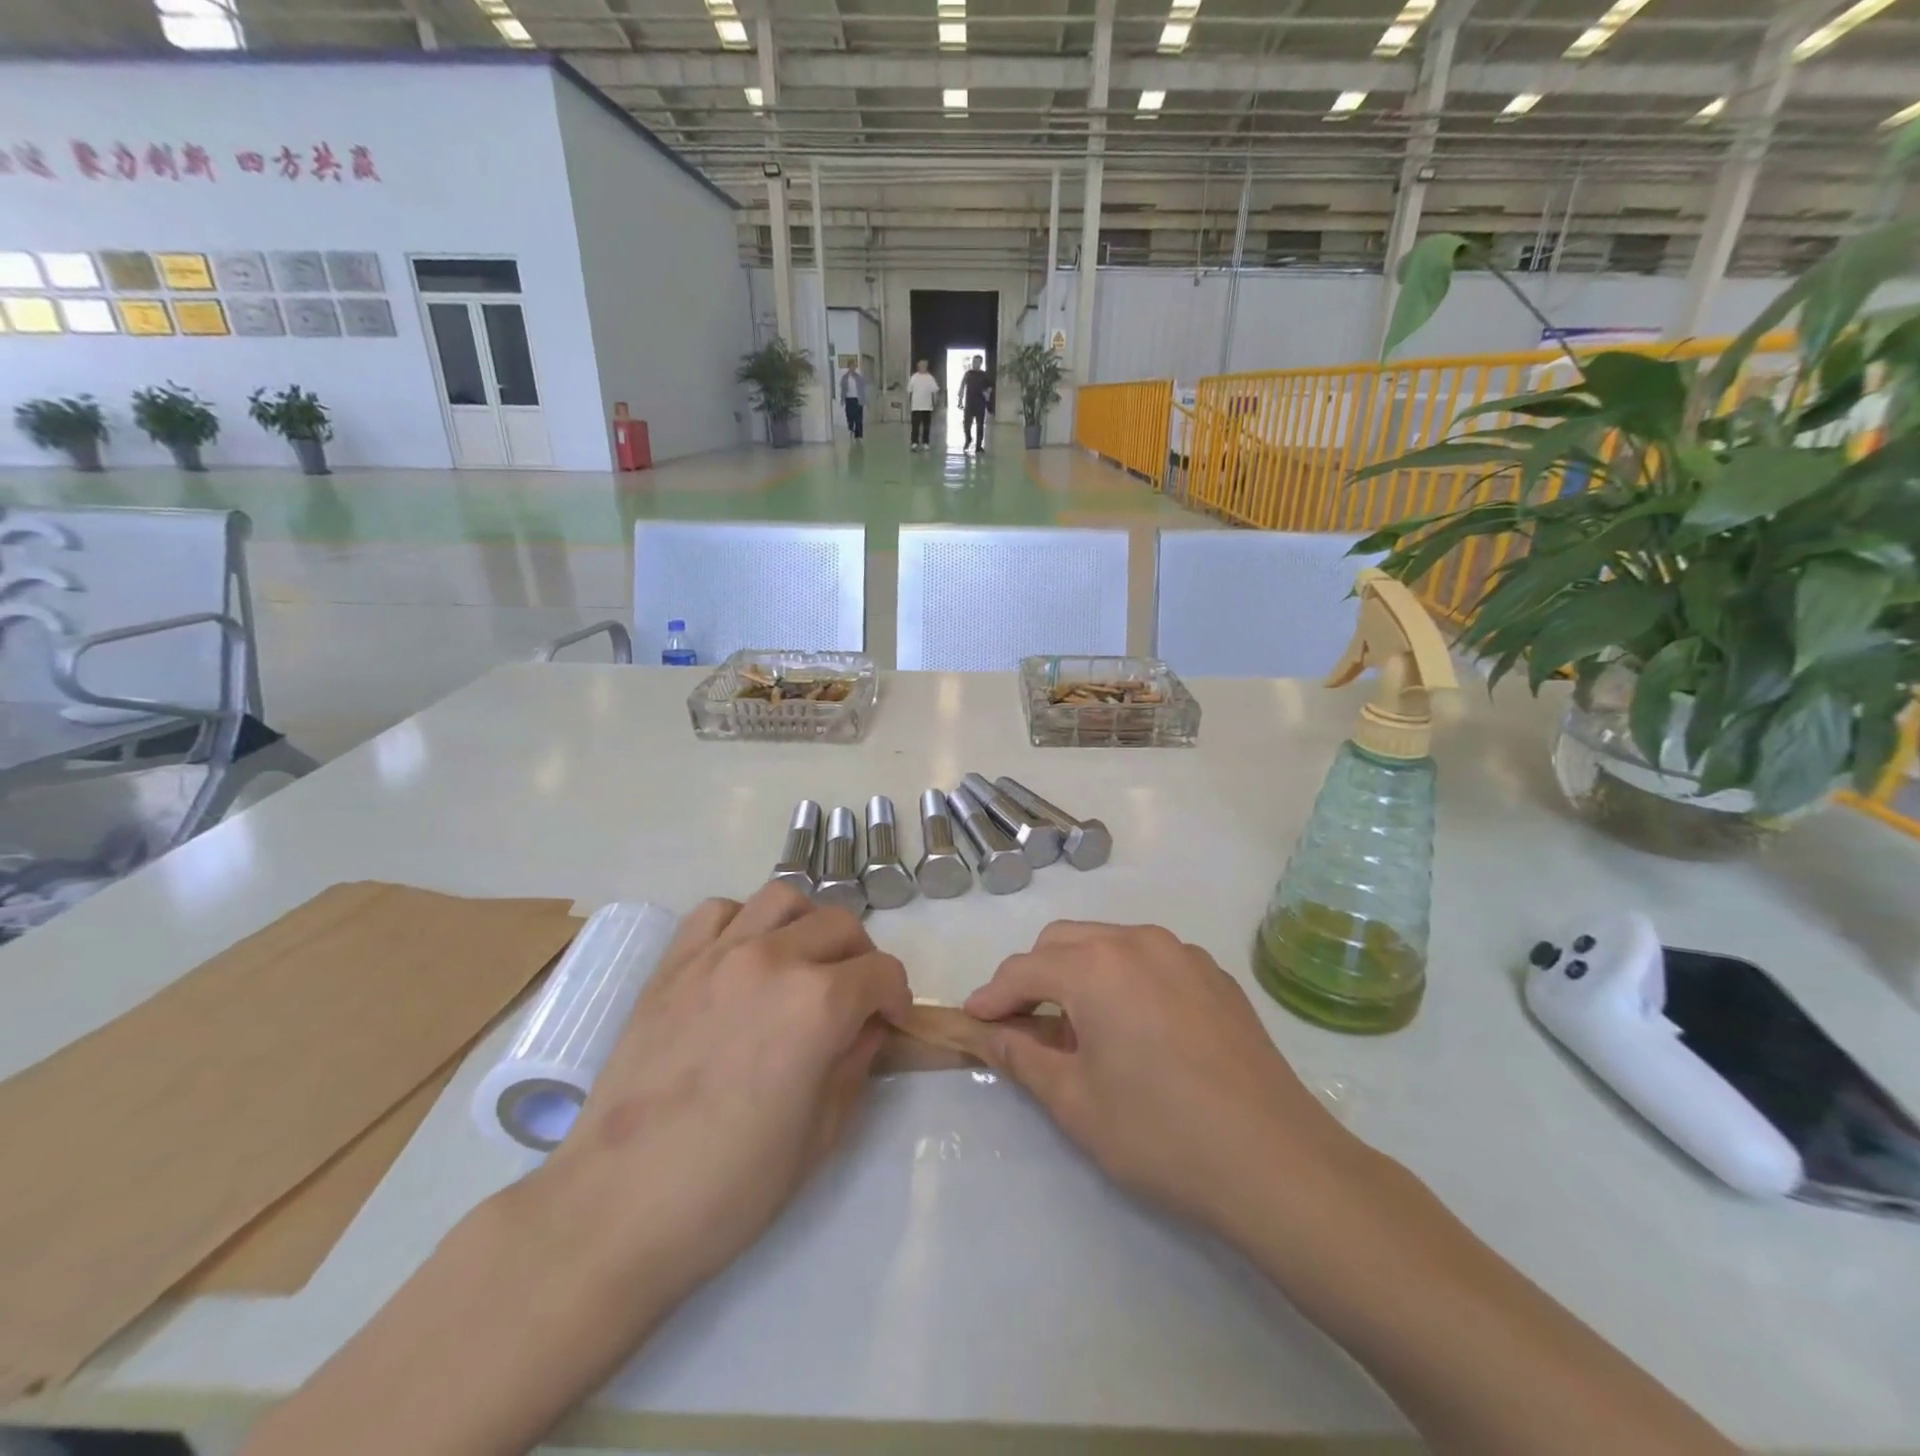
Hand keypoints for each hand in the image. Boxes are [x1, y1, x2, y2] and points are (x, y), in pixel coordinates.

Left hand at [530, 883, 910, 1298]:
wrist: (616, 1208)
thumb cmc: (731, 1187)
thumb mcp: (822, 1134)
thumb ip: (856, 1063)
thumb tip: (869, 1025)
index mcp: (818, 1004)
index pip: (882, 972)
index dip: (897, 997)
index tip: (890, 1022)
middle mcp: (773, 960)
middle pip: (840, 924)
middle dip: (861, 958)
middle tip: (853, 997)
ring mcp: (717, 954)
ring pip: (782, 898)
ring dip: (807, 924)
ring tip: (802, 962)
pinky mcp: (673, 963)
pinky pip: (719, 911)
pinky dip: (744, 922)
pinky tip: (743, 959)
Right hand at [965, 921, 1363, 1235]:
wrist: (1278, 1163)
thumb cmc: (1162, 1135)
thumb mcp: (1076, 1103)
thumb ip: (1022, 1057)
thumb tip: (988, 1034)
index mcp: (1097, 966)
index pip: (1024, 970)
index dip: (992, 996)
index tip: (973, 1021)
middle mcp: (1137, 941)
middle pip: (1063, 943)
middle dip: (1033, 977)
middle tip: (1022, 1026)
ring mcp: (1182, 953)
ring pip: (1108, 944)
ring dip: (1078, 973)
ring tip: (1079, 1028)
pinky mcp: (1214, 974)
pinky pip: (1150, 959)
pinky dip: (1124, 978)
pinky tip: (1136, 1028)